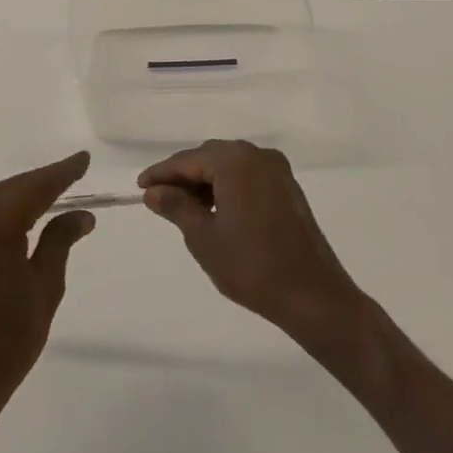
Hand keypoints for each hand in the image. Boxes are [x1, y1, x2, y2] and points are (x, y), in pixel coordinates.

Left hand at [0, 152, 96, 452]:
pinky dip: (4, 211)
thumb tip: (81, 214)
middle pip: (14, 188)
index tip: (84, 159)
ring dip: (23, 196)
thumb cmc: (3, 342)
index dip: (63, 172)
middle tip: (75, 176)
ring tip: (55, 194)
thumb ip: (59, 242)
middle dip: (45, 183)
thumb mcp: (43, 290)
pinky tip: (22, 217)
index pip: (37, 186)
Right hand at [139, 139, 362, 341]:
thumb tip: (154, 192)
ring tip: (184, 209)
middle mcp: (257, 156)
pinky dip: (227, 188)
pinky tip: (215, 211)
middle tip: (159, 199)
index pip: (187, 161)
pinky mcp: (288, 189)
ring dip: (205, 182)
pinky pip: (248, 177)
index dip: (161, 174)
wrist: (312, 296)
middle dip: (183, 176)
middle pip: (209, 158)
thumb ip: (176, 207)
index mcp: (235, 161)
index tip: (139, 187)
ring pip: (229, 167)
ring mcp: (277, 171)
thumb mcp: (203, 237)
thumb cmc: (251, 265)